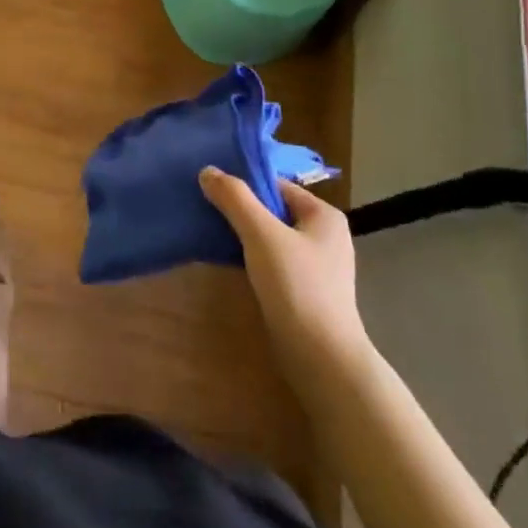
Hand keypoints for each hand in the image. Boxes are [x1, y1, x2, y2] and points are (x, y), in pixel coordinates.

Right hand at [199, 168, 371, 374]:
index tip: (210, 187)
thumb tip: (207, 171)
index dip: (244, 184)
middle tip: (204, 207)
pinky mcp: (303, 290)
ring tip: (208, 231)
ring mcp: (315, 265)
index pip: (277, 185)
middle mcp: (324, 235)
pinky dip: (249, 256)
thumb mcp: (261, 234)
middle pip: (272, 210)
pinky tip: (225, 260)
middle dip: (240, 209)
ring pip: (270, 237)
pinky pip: (271, 260)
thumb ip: (235, 199)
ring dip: (242, 234)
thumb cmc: (297, 286)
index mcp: (323, 215)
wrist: (321, 357)